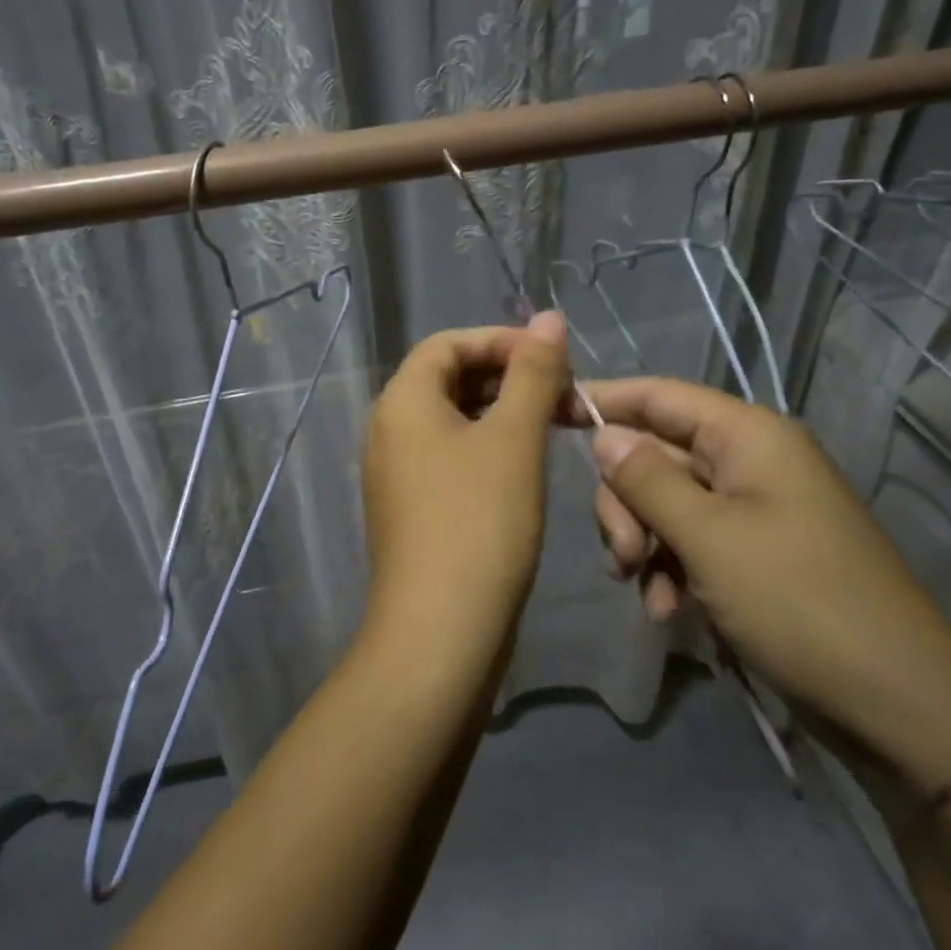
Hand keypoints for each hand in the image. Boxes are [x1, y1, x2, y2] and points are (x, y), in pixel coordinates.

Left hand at [360, 314, 569, 668]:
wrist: (441, 632)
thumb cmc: (479, 521)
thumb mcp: (514, 438)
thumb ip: (533, 373)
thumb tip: (548, 317)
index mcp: (402, 401)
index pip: (447, 343)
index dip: (501, 339)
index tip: (553, 356)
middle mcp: (388, 430)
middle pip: (447, 378)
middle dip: (506, 375)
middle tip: (561, 391)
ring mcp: (397, 473)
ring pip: (452, 420)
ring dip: (501, 411)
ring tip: (553, 423)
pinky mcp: (412, 508)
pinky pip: (449, 456)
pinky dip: (487, 446)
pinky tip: (525, 464)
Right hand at [570, 378, 950, 797]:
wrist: (898, 705)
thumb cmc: (798, 602)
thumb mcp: (708, 536)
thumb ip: (646, 478)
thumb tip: (604, 434)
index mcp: (748, 437)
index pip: (659, 395)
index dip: (602, 399)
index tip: (547, 412)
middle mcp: (750, 462)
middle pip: (656, 455)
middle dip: (626, 503)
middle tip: (626, 556)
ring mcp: (754, 510)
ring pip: (665, 503)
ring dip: (645, 544)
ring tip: (649, 593)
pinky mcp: (755, 554)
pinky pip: (691, 542)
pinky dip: (671, 571)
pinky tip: (670, 611)